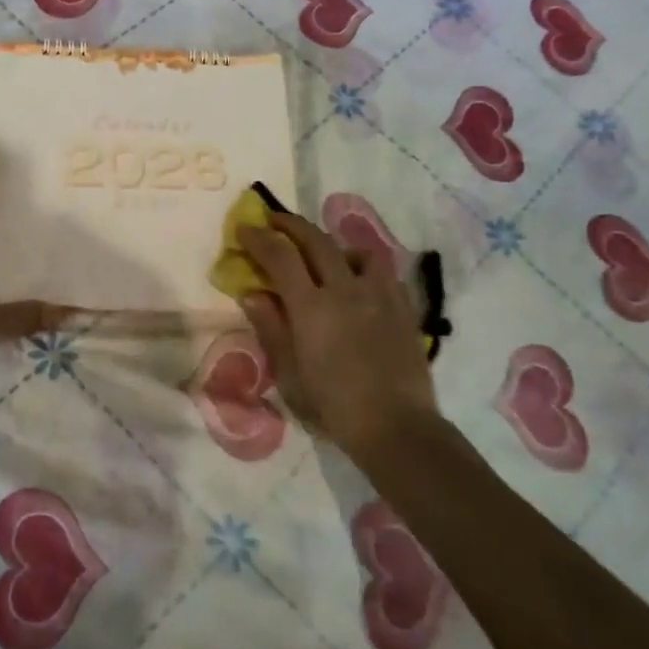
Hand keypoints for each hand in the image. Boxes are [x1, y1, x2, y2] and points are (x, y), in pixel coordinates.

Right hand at [237, 212, 442, 456]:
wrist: (395, 427)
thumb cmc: (332, 406)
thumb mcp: (289, 373)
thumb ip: (271, 328)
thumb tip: (252, 293)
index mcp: (311, 306)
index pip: (280, 256)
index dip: (259, 238)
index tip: (245, 229)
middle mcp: (345, 289)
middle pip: (316, 240)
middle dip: (290, 225)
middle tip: (274, 221)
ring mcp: (379, 294)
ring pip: (356, 250)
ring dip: (333, 245)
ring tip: (324, 255)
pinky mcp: (403, 307)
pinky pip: (384, 272)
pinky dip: (364, 266)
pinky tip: (359, 282)